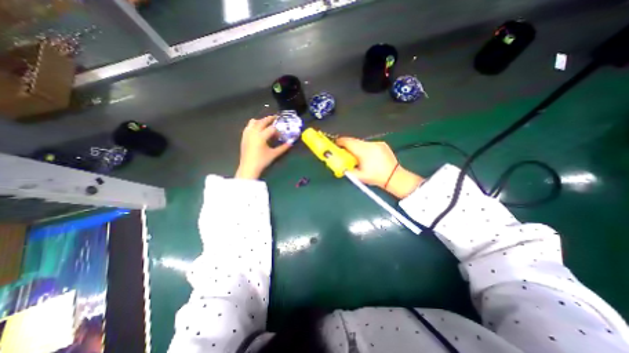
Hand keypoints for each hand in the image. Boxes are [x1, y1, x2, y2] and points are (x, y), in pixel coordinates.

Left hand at [236, 116, 291, 178]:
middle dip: (269, 119)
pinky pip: (248, 126)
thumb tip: (291, 143)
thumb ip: (283, 148)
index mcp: (261, 136)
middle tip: (276, 118)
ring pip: (253, 122)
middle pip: (262, 121)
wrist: (248, 167)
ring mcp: (247, 134)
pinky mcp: (244, 137)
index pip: (272, 128)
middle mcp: (253, 132)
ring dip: (261, 121)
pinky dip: (254, 125)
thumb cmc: (262, 161)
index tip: (282, 132)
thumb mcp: (274, 154)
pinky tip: (258, 129)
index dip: (278, 130)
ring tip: (266, 123)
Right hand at [334, 137, 420, 198]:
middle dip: (347, 146)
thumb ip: (346, 169)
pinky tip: (367, 157)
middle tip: (344, 153)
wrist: (394, 177)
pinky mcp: (382, 144)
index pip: (348, 142)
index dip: (339, 142)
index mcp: (364, 151)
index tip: (336, 145)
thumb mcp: (358, 176)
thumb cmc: (376, 177)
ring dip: (356, 148)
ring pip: (361, 142)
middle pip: (354, 141)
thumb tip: (339, 164)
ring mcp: (377, 143)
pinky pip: (369, 144)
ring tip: (357, 157)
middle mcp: (370, 144)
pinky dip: (365, 148)